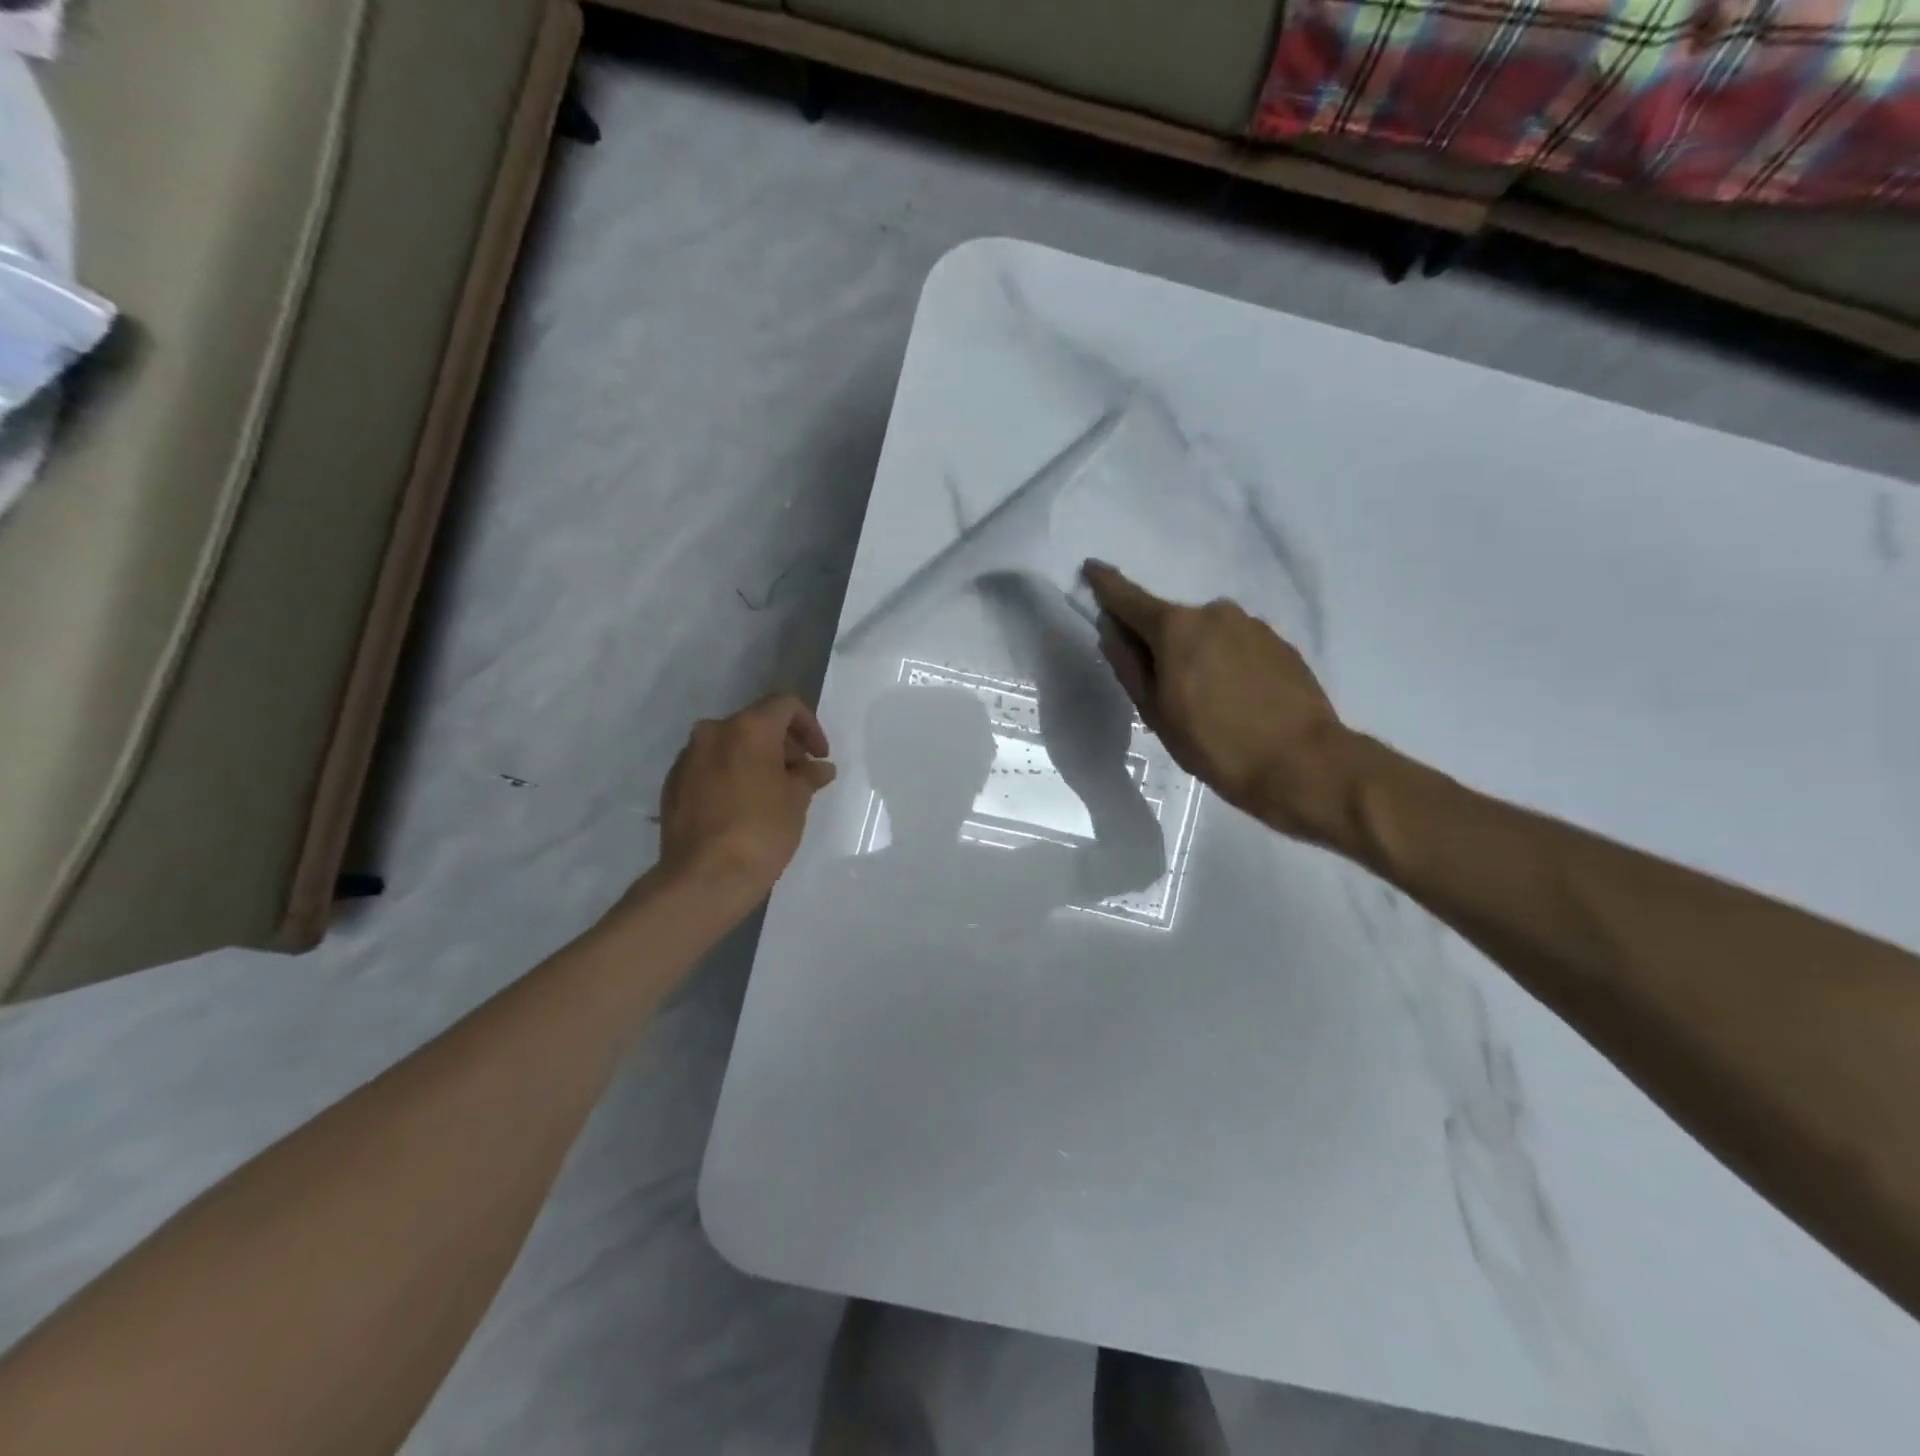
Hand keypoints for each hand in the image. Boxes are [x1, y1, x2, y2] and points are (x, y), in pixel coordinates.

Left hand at [654, 694, 837, 906]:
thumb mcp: (796, 801)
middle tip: (800, 777)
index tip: (819, 756)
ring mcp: (687, 758)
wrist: (703, 878)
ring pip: (730, 746)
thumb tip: (819, 768)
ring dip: (755, 761)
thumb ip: (808, 776)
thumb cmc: (761, 832)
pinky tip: (743, 807)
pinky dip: (730, 776)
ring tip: (772, 794)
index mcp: (747, 728)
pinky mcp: (672, 784)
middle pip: (756, 724)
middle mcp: (712, 732)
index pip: (785, 706)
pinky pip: (709, 768)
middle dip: (782, 746)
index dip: (809, 726)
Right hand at [1083, 561, 1350, 840]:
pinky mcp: (1280, 643)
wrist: (1301, 763)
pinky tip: (1236, 699)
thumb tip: (1111, 630)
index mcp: (1176, 628)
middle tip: (1163, 689)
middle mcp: (1215, 613)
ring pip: (1208, 634)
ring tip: (1207, 702)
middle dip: (1160, 643)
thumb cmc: (1214, 743)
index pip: (1130, 598)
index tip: (1091, 568)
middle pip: (1172, 622)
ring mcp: (1253, 625)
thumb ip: (1129, 665)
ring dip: (1197, 655)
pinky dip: (1227, 664)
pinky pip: (1238, 646)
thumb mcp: (1156, 712)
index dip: (1106, 585)